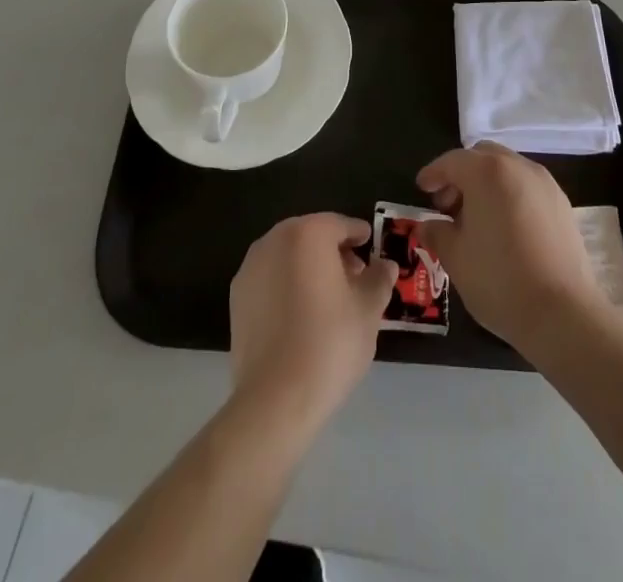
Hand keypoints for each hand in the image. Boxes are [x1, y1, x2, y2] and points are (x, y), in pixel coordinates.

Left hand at [229, 213, 397, 426]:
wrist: (275, 398)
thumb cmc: (330, 343)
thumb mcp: (368, 310)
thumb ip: (379, 279)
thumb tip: (385, 265)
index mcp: (308, 233)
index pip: (340, 224)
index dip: (359, 235)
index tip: (371, 249)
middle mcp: (275, 239)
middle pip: (312, 235)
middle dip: (334, 251)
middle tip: (355, 278)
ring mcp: (251, 267)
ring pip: (288, 255)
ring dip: (309, 267)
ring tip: (328, 299)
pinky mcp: (237, 296)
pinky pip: (270, 278)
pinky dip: (287, 285)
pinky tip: (300, 316)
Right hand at [416, 144, 606, 355]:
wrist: (563, 313)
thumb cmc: (500, 280)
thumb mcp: (455, 258)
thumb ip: (437, 233)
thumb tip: (427, 225)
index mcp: (487, 172)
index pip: (452, 161)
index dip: (433, 174)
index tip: (422, 188)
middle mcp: (517, 167)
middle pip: (482, 157)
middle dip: (461, 174)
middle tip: (447, 205)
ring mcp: (544, 183)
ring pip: (507, 169)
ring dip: (486, 184)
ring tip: (476, 220)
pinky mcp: (562, 204)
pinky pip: (527, 187)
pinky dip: (509, 195)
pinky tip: (504, 229)